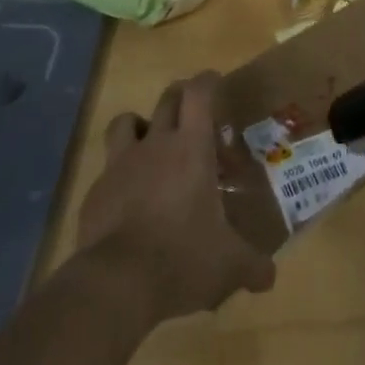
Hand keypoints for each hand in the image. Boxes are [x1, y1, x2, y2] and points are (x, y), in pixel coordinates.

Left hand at [76, 72, 275, 319]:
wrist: (116, 283)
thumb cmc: (182, 258)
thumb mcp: (228, 266)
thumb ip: (251, 266)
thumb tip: (269, 277)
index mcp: (191, 148)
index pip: (198, 93)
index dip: (207, 81)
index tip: (215, 81)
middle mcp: (155, 144)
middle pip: (166, 99)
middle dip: (180, 97)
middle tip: (192, 112)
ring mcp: (120, 165)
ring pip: (126, 121)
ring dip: (140, 125)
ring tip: (151, 145)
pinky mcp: (95, 192)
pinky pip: (108, 168)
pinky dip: (118, 174)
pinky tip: (127, 199)